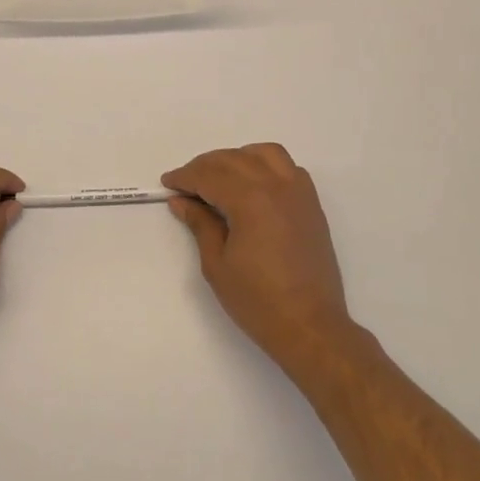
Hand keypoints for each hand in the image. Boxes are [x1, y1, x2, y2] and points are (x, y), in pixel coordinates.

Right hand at [163, 143, 357, 375]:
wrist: (310, 327)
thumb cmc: (258, 301)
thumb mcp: (217, 264)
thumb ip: (200, 224)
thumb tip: (182, 201)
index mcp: (250, 199)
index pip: (209, 175)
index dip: (185, 177)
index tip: (168, 184)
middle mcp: (276, 185)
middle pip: (233, 159)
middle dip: (205, 166)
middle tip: (186, 184)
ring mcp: (298, 192)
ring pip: (264, 153)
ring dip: (237, 158)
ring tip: (220, 178)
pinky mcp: (311, 204)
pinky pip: (288, 167)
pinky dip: (266, 165)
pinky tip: (253, 185)